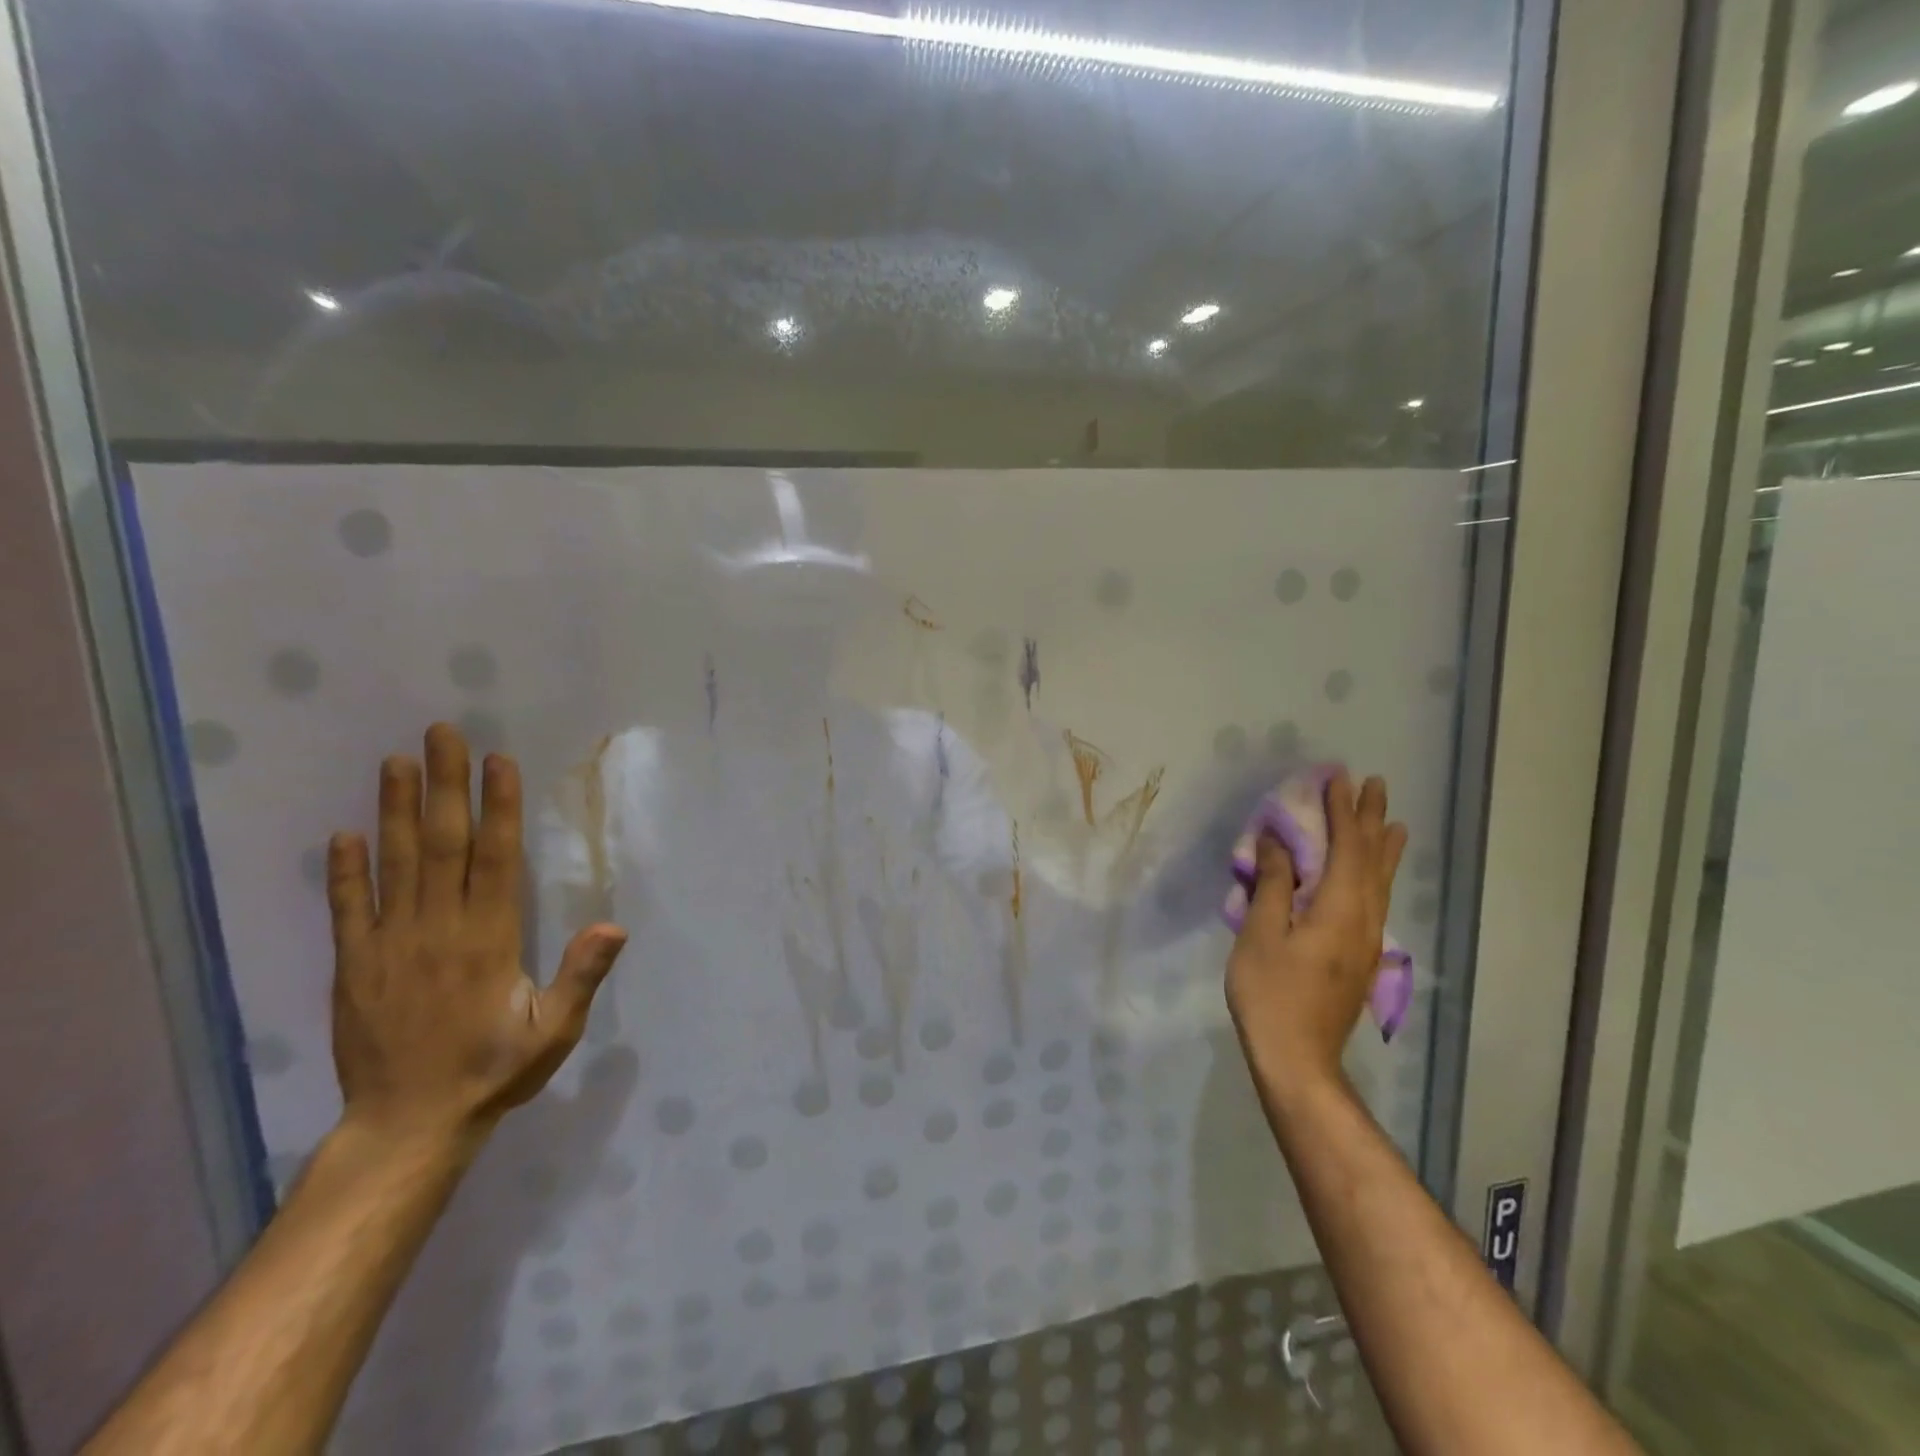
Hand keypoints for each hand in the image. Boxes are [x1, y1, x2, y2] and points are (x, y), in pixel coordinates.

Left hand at [325, 722, 627, 1149]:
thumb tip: (614, 924)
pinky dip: (344, 870)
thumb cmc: (494, 1070)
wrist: (408, 1125)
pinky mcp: (355, 966)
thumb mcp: (554, 1030)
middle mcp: (438, 929)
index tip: (497, 761)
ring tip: (394, 762)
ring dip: (393, 810)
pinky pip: (347, 909)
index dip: (497, 806)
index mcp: (488, 938)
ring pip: (393, 864)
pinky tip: (343, 834)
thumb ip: (581, 976)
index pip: (495, 857)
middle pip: (441, 844)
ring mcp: (390, 944)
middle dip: (443, 786)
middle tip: (440, 734)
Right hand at [1226, 770, 1406, 1100]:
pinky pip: (1376, 899)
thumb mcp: (1261, 934)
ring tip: (1392, 821)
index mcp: (1339, 909)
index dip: (1341, 811)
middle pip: (1372, 860)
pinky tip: (1375, 876)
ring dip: (1382, 847)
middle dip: (1370, 819)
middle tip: (1372, 785)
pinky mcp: (1361, 957)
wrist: (1298, 1059)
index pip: (1346, 847)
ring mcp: (1367, 941)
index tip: (1337, 777)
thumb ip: (1274, 884)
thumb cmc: (1271, 993)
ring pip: (1382, 882)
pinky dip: (1378, 874)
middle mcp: (1364, 919)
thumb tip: (1278, 841)